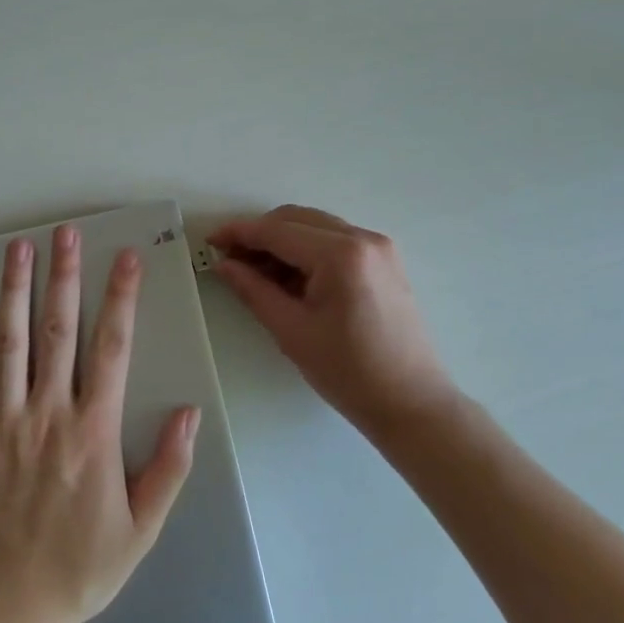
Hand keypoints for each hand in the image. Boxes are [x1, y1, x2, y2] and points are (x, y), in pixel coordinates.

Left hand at [0, 226, 198, 622]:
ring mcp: (1, 422)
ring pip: (8, 342)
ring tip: (19, 248)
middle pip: (58, 330)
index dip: (121, 298)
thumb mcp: (141, 529)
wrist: (2, 613)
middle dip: (65, 276)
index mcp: (93, 430)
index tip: (125, 258)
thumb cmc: (78, 570)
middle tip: (66, 232)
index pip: (112, 347)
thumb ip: (169, 468)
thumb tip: (190, 411)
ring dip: (14, 291)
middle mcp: (48, 412)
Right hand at [209, 205, 455, 434]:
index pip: (278, 231)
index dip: (240, 233)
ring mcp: (379, 246)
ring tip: (256, 271)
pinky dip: (308, 250)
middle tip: (230, 259)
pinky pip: (335, 240)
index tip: (211, 241)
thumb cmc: (349, 373)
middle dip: (260, 234)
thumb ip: (254, 290)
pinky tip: (289, 276)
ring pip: (316, 226)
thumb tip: (225, 264)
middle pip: (297, 219)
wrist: (412, 403)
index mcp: (341, 254)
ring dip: (283, 241)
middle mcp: (363, 238)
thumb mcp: (292, 331)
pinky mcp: (384, 259)